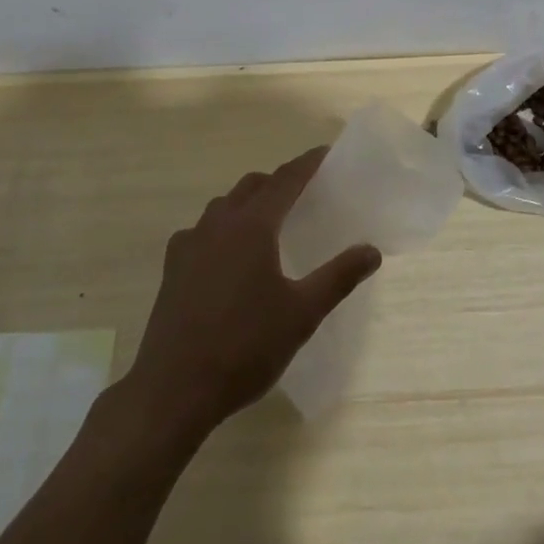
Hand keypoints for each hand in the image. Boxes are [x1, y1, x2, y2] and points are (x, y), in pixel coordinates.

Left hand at [127, 147, 381, 437]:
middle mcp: (219, 223)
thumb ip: (338, 277)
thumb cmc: (244, 347)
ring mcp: (190, 243)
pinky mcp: (172, 267)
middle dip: (278, 182)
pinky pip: (201, 230)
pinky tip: (226, 255)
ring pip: (224, 205)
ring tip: (267, 223)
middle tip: (302, 194)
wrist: (174, 389)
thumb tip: (372, 250)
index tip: (325, 153)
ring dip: (248, 202)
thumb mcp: (302, 314)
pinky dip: (221, 228)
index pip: (286, 180)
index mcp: (253, 225)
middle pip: (253, 186)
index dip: (307, 164)